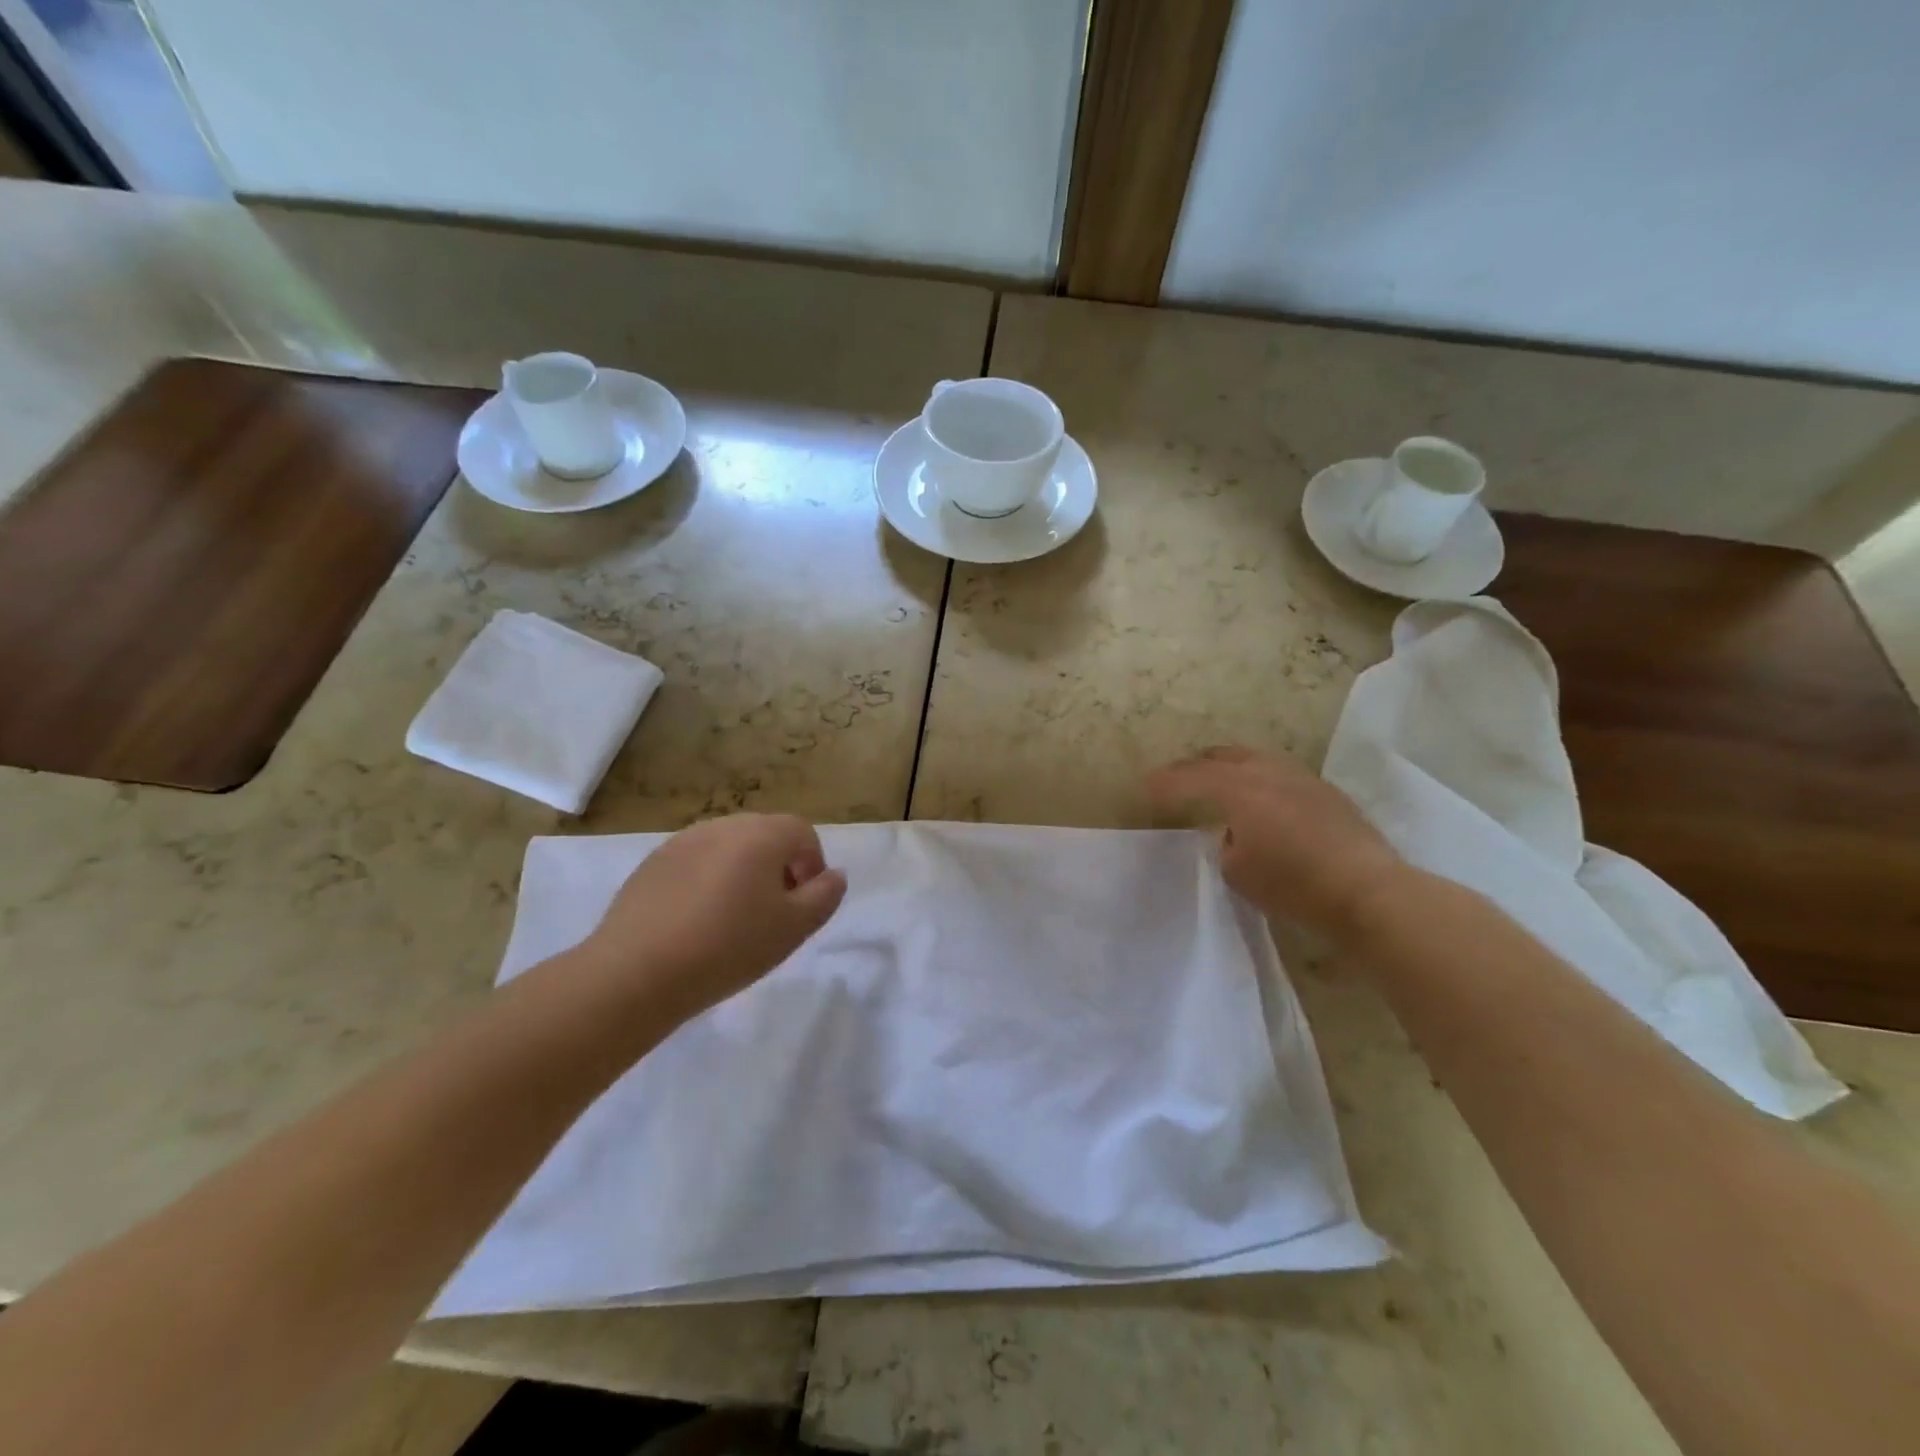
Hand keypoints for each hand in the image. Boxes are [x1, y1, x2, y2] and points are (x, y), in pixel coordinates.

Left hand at [577, 814, 847, 1019]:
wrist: (636, 972)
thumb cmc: (728, 947)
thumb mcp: (793, 929)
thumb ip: (824, 896)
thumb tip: (834, 875)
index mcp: (761, 835)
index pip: (803, 832)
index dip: (813, 864)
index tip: (804, 903)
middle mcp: (723, 826)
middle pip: (765, 834)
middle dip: (778, 866)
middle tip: (773, 912)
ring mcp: (683, 841)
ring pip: (728, 848)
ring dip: (741, 872)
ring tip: (733, 919)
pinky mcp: (652, 863)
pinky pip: (695, 862)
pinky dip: (706, 881)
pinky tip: (695, 922)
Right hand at [1148, 747, 1406, 941]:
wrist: (1368, 892)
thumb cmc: (1294, 885)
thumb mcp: (1238, 872)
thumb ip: (1226, 845)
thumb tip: (1234, 833)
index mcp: (1240, 789)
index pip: (1192, 778)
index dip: (1167, 782)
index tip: (1147, 786)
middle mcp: (1270, 773)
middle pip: (1224, 757)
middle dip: (1197, 765)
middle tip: (1179, 776)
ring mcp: (1303, 779)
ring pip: (1257, 760)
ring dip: (1231, 768)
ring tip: (1220, 781)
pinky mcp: (1328, 794)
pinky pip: (1281, 775)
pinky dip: (1260, 780)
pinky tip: (1263, 799)